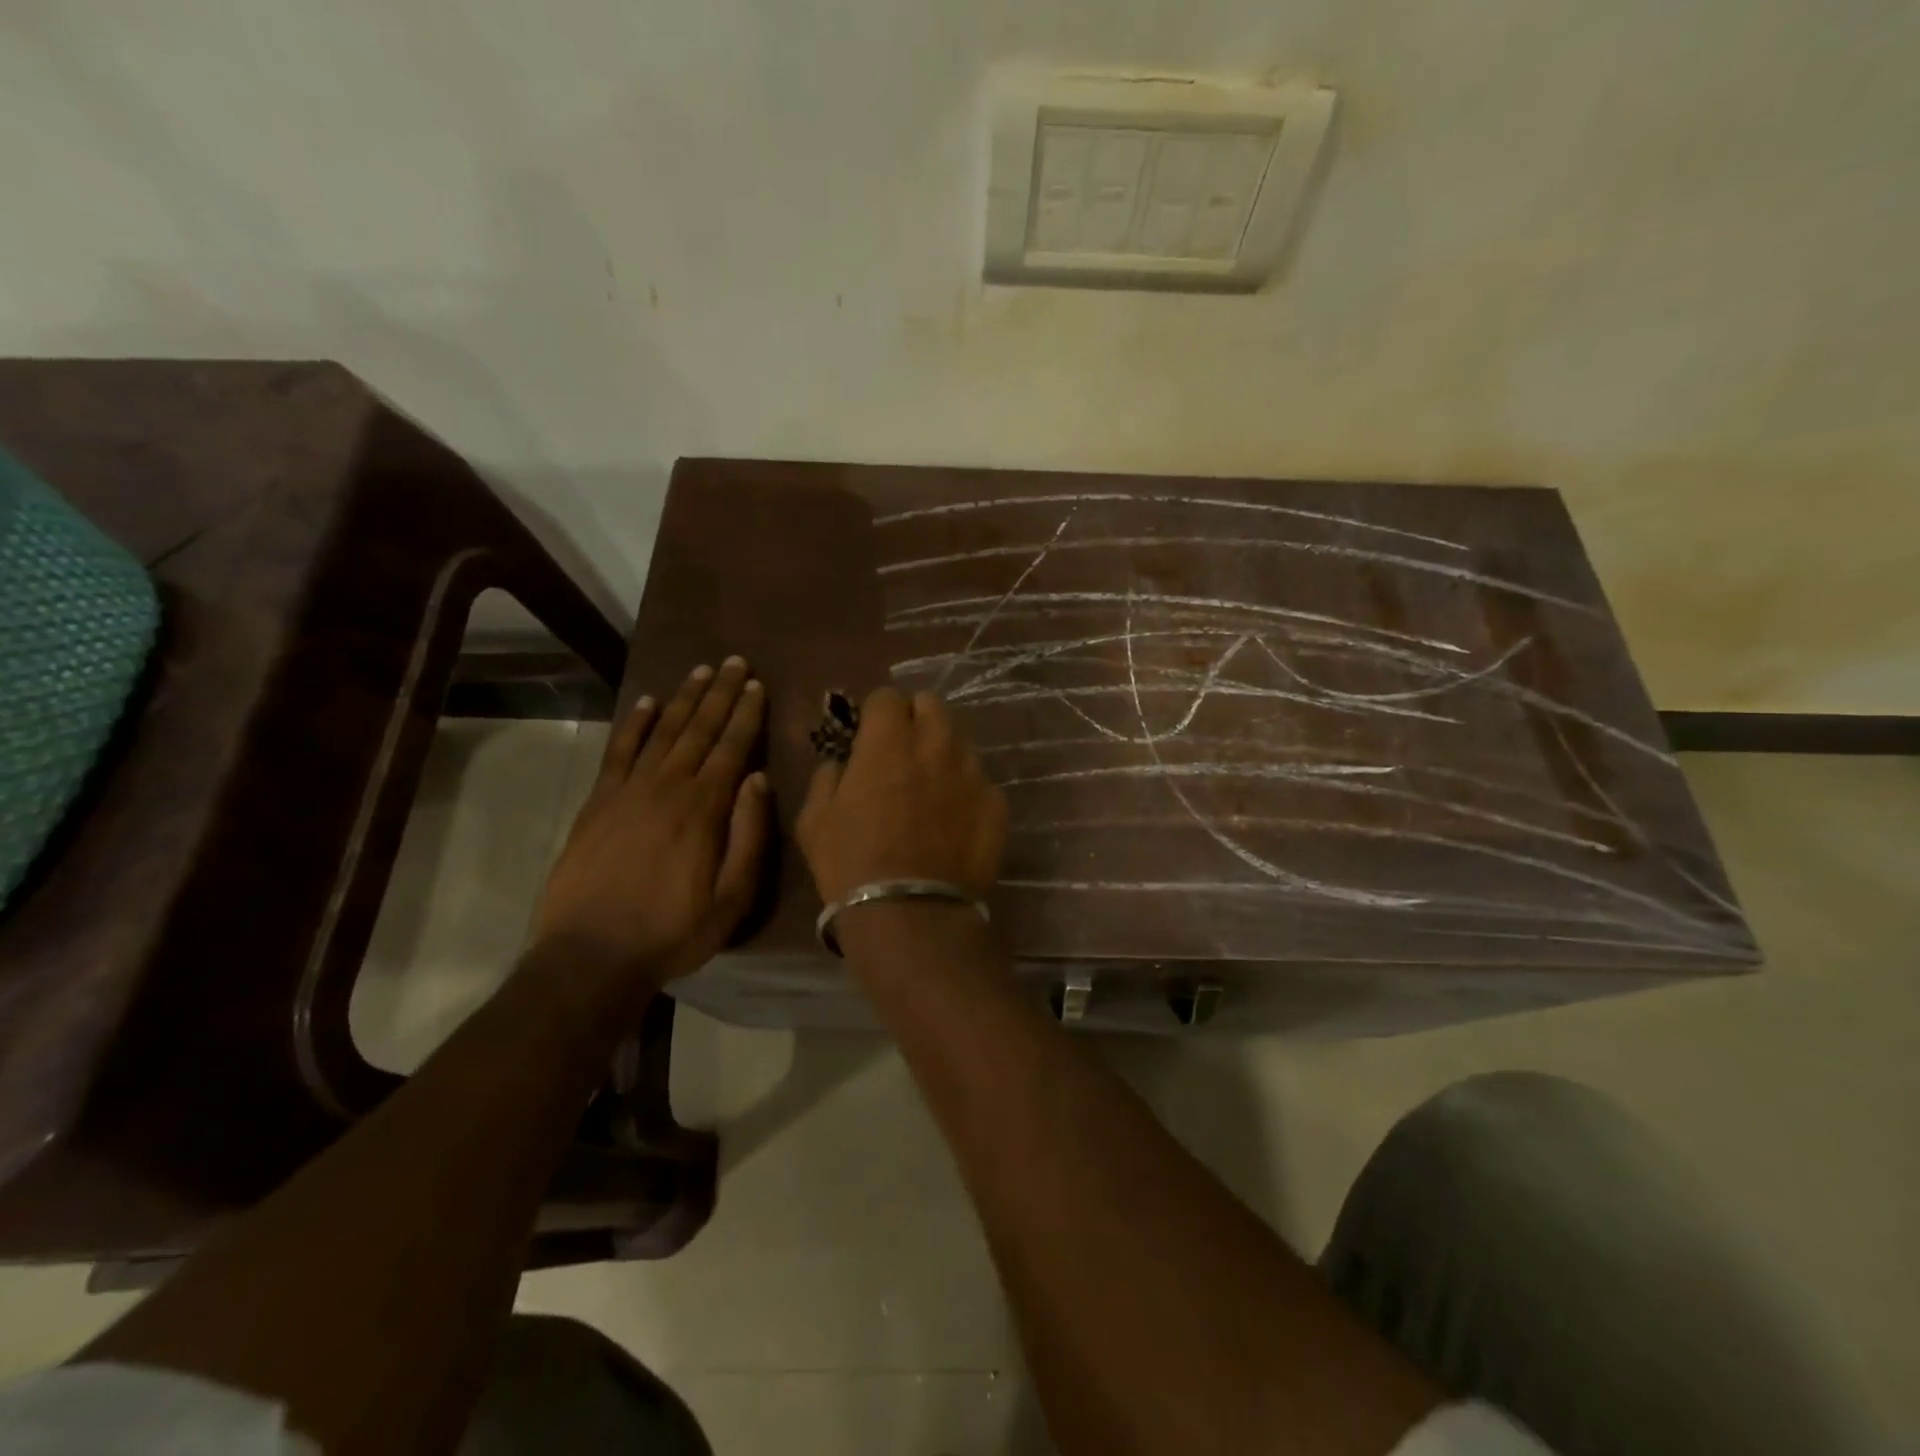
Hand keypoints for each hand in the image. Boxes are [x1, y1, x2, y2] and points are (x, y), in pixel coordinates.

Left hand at [532, 658, 769, 1013]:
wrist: (590, 955)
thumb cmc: (672, 931)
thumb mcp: (732, 897)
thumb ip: (749, 835)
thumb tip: (759, 779)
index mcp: (704, 809)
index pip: (731, 748)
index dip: (746, 714)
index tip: (757, 686)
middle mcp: (667, 787)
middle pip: (699, 730)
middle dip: (720, 694)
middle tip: (735, 662)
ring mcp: (627, 791)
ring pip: (662, 732)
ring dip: (684, 699)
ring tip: (701, 671)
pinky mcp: (597, 802)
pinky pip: (618, 751)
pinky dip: (633, 724)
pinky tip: (646, 702)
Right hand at [796, 687, 1006, 905]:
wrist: (912, 913)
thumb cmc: (852, 864)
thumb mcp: (814, 819)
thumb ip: (827, 777)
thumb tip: (840, 763)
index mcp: (889, 740)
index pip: (887, 696)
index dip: (876, 714)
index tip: (870, 736)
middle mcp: (936, 744)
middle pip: (931, 706)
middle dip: (915, 720)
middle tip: (902, 753)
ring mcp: (972, 772)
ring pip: (958, 743)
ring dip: (942, 754)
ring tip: (931, 790)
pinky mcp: (996, 803)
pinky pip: (979, 782)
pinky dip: (965, 792)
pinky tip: (954, 822)